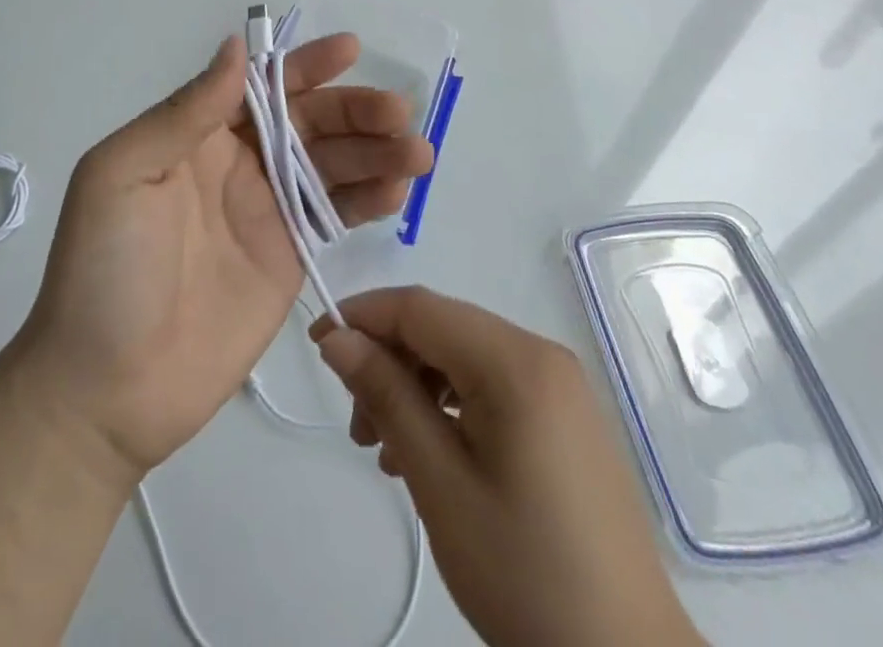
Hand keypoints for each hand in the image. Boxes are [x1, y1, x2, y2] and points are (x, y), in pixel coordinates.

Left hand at [12, 33, 432, 480]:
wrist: (106, 392)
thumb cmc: (104, 272)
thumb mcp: (122, 175)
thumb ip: (184, 113)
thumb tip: (235, 48)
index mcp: (196, 135)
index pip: (259, 85)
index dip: (304, 66)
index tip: (350, 51)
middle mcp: (236, 163)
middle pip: (307, 122)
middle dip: (354, 111)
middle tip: (399, 113)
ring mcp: (265, 211)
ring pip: (330, 165)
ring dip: (375, 152)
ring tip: (417, 151)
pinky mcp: (288, 258)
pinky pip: (334, 215)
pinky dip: (368, 199)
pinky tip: (397, 190)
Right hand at [312, 287, 703, 646]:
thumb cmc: (525, 574)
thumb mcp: (440, 484)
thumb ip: (386, 397)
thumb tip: (338, 338)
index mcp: (516, 360)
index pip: (420, 307)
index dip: (362, 315)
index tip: (317, 346)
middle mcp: (541, 353)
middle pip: (441, 327)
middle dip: (388, 360)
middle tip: (358, 427)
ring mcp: (559, 384)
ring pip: (463, 355)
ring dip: (415, 385)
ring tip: (387, 451)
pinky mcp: (564, 415)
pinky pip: (491, 383)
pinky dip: (450, 403)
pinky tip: (431, 454)